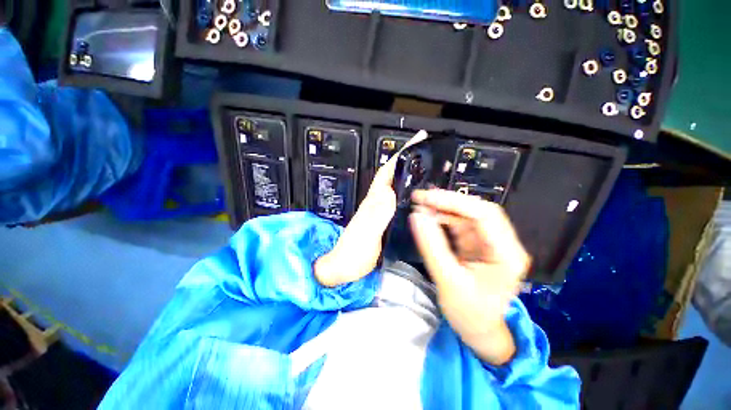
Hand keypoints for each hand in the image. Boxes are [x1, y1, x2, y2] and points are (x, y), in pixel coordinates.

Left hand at [314, 130, 428, 286]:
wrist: (344, 269)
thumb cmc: (353, 254)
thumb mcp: (366, 235)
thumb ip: (376, 215)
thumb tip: (389, 192)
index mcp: (374, 201)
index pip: (387, 171)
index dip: (401, 154)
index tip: (417, 140)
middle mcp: (377, 202)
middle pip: (394, 175)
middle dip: (410, 161)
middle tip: (431, 154)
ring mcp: (380, 211)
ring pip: (398, 187)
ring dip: (411, 176)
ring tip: (431, 172)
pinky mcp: (384, 220)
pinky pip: (400, 201)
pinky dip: (410, 194)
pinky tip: (419, 197)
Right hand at [409, 189, 530, 364]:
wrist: (478, 330)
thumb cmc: (468, 313)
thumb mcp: (448, 281)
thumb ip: (431, 247)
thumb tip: (416, 216)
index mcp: (507, 254)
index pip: (484, 215)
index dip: (454, 202)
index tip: (426, 198)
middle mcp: (502, 243)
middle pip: (477, 211)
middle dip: (447, 201)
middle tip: (420, 197)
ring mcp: (489, 242)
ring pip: (467, 215)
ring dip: (443, 208)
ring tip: (420, 205)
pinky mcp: (477, 244)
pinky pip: (459, 224)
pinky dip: (442, 218)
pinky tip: (428, 216)